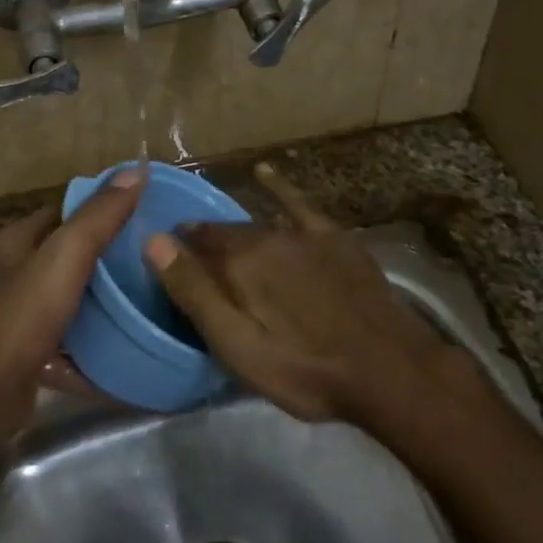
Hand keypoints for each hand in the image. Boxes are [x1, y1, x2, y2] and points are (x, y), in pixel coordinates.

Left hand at [0, 165, 145, 426]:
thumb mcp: (66, 255)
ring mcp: (25, 317)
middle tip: (156, 256)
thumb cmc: (24, 313)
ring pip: (75, 300)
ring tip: (153, 297)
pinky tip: (131, 345)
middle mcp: (18, 274)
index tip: (145, 212)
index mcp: (20, 242)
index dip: (102, 207)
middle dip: (111, 256)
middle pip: (71, 256)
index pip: (66, 212)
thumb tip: (137, 168)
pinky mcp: (34, 356)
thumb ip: (101, 215)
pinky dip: (99, 345)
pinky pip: (75, 344)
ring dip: (107, 302)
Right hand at [142, 162, 452, 423]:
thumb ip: (195, 292)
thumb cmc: (305, 368)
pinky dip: (278, 187)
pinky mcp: (333, 238)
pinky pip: (298, 204)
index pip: (193, 243)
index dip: (177, 253)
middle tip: (197, 266)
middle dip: (205, 245)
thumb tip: (153, 240)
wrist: (389, 368)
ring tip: (222, 241)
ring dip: (235, 231)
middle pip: (224, 235)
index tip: (169, 267)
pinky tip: (264, 173)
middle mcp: (266, 235)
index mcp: (239, 262)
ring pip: (256, 224)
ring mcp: (303, 234)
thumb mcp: (238, 345)